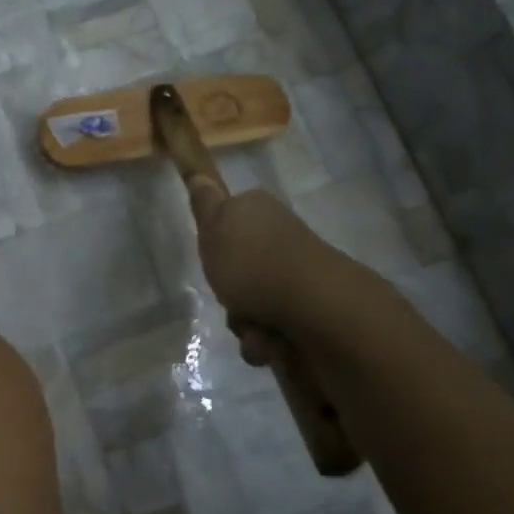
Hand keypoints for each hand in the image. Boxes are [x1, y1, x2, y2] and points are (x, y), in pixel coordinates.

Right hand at [188, 185, 395, 340]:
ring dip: (246, 321)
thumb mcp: (214, 226)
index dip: (214, 243)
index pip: (226, 220)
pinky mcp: (309, 308)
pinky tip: (270, 341)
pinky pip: (272, 328)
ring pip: (251, 301)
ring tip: (254, 326)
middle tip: (228, 296)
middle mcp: (279, 238)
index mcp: (258, 211)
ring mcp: (296, 274)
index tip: (212, 258)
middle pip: (237, 268)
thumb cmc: (253, 264)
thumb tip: (199, 172)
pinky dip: (266, 339)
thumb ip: (204, 202)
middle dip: (229, 292)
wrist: (314, 307)